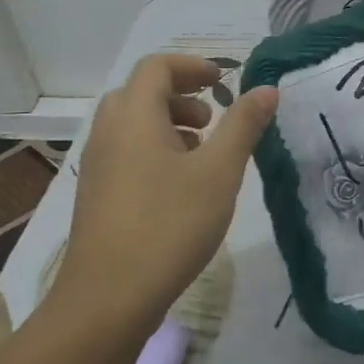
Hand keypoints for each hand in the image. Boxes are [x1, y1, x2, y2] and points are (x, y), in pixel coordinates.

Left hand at [58, 54, 276, 318]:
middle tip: (212, 118)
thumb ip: (243, 125)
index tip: (224, 80)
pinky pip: (125, 152)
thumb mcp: (219, 172)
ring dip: (168, 124)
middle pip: (140, 92)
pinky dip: (154, 150)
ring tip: (202, 153)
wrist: (108, 297)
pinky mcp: (96, 195)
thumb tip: (266, 89)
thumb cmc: (169, 224)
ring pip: (132, 125)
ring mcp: (98, 165)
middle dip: (180, 95)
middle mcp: (108, 132)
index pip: (156, 67)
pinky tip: (180, 187)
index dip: (192, 66)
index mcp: (134, 116)